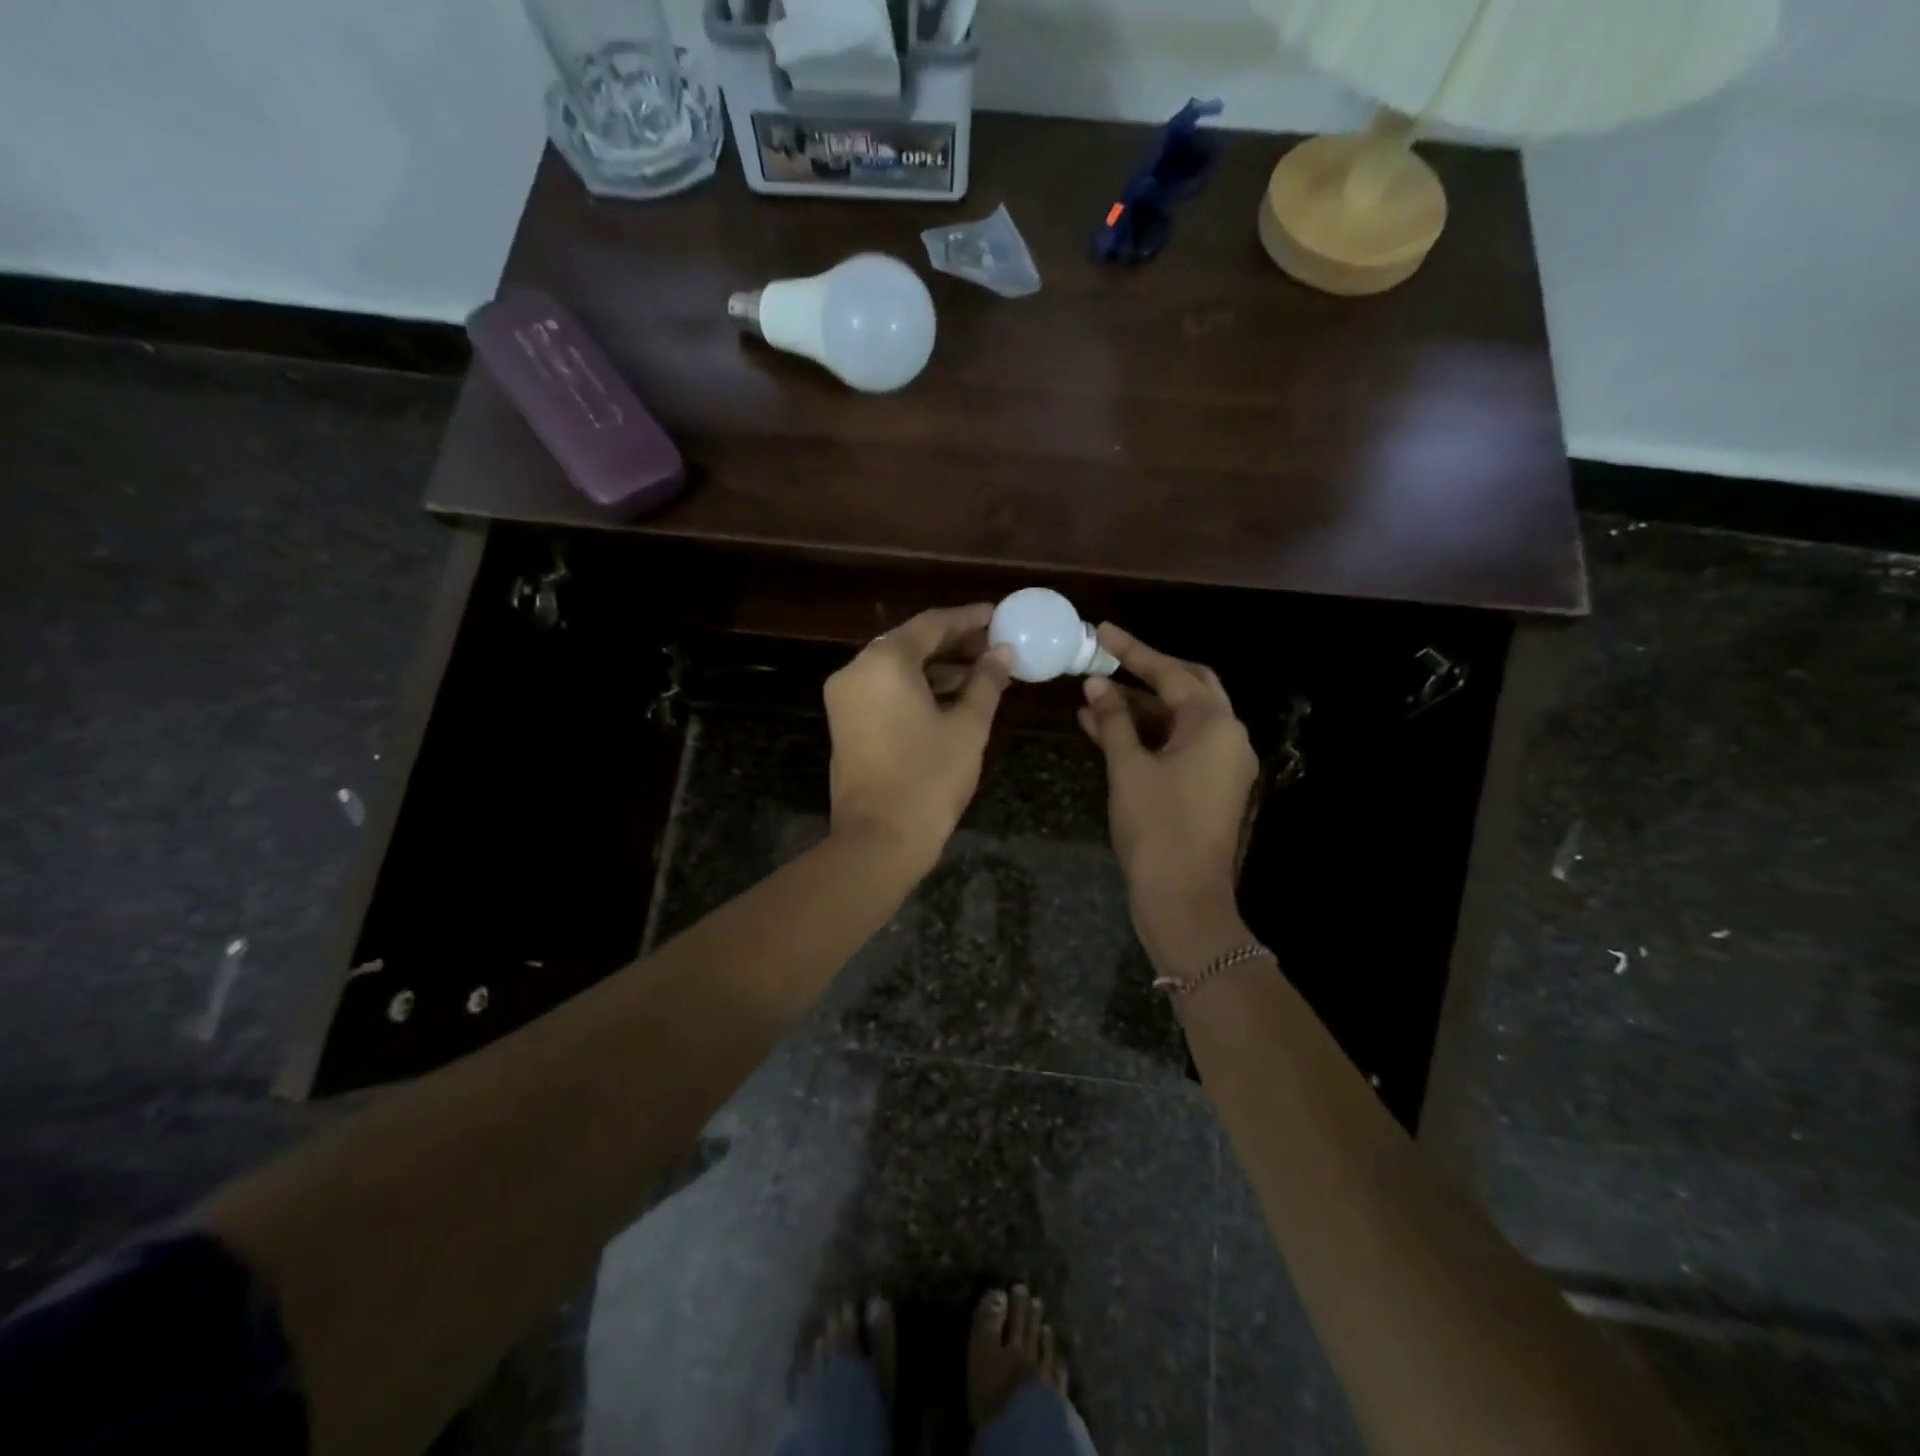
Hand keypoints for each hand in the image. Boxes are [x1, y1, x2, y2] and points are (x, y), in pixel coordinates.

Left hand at [823, 604, 1013, 872]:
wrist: (879, 839)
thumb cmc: (929, 779)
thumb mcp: (967, 727)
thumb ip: (986, 681)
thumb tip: (1003, 652)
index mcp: (884, 662)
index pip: (932, 624)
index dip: (969, 619)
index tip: (999, 615)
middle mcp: (857, 670)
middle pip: (910, 642)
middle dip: (954, 642)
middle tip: (994, 644)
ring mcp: (846, 697)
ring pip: (896, 667)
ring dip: (937, 666)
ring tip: (982, 670)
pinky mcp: (846, 721)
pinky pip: (884, 689)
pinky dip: (916, 687)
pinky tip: (952, 695)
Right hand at [1077, 624, 1258, 963]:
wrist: (1183, 898)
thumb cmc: (1157, 827)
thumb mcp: (1128, 768)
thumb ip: (1113, 721)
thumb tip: (1095, 686)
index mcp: (1215, 725)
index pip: (1170, 673)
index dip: (1132, 651)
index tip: (1101, 632)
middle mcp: (1229, 737)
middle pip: (1188, 688)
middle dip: (1147, 673)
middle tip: (1108, 660)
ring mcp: (1224, 764)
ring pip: (1180, 720)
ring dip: (1140, 708)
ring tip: (1092, 699)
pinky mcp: (1212, 787)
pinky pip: (1179, 746)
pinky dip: (1148, 736)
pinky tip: (1107, 732)